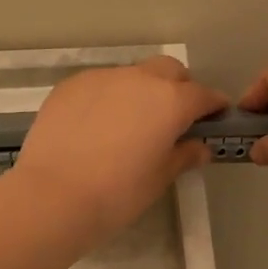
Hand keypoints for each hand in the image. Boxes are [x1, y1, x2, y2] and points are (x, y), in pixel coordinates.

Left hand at [12, 57, 227, 244]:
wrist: (52, 196)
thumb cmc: (117, 194)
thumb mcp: (159, 179)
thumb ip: (183, 156)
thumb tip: (199, 147)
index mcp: (171, 101)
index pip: (203, 95)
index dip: (213, 107)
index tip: (215, 119)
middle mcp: (140, 80)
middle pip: (170, 72)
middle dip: (179, 88)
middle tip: (173, 119)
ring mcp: (103, 78)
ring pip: (133, 76)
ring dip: (141, 92)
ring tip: (130, 124)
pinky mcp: (71, 85)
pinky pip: (100, 84)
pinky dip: (109, 98)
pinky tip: (97, 126)